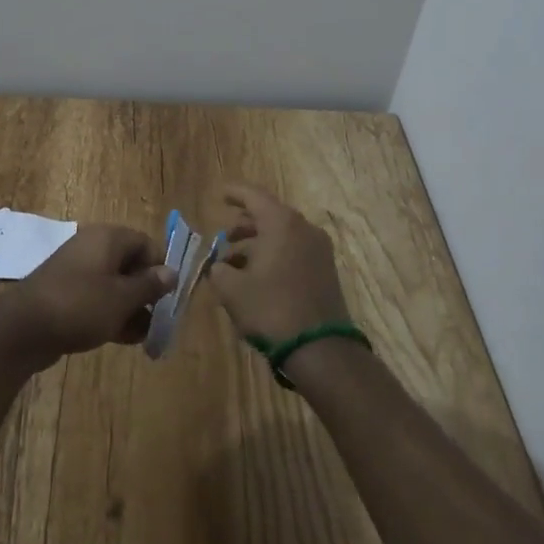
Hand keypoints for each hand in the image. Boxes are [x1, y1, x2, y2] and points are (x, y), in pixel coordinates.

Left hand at [0, 224, 174, 366]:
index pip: (146, 244)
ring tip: (145, 336)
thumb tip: (172, 272)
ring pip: (115, 285)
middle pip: (131, 265)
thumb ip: (149, 285)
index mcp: (107, 238)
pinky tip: (124, 339)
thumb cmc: (80, 305)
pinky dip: (112, 315)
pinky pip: (97, 299)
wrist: (23, 328)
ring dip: (132, 308)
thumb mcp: (122, 297)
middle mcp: (93, 248)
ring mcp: (77, 272)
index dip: (160, 268)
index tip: (169, 297)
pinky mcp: (66, 294)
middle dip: (147, 293)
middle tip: (159, 321)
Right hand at [207, 184, 349, 340]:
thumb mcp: (231, 289)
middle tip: (224, 235)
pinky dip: (273, 255)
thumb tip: (218, 265)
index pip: (254, 196)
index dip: (235, 193)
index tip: (220, 194)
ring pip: (282, 235)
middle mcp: (304, 229)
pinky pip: (293, 252)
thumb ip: (217, 269)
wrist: (321, 350)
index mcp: (282, 223)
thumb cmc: (271, 309)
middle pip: (270, 215)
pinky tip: (255, 275)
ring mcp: (319, 251)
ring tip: (233, 261)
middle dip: (245, 224)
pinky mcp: (325, 272)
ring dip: (257, 243)